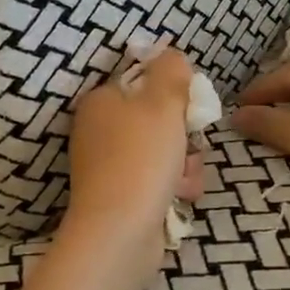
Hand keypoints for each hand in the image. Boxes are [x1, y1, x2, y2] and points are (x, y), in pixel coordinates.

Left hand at [63, 48, 204, 263]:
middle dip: (183, 134)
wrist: (119, 233)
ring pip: (165, 151)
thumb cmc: (140, 158)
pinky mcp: (122, 197)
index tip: (189, 107)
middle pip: (158, 119)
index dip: (173, 93)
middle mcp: (99, 131)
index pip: (144, 82)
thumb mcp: (163, 101)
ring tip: (184, 178)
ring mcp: (109, 167)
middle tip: (190, 144)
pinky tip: (180, 196)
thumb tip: (173, 55)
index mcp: (100, 102)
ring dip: (185, 163)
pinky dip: (174, 186)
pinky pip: (159, 180)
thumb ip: (172, 70)